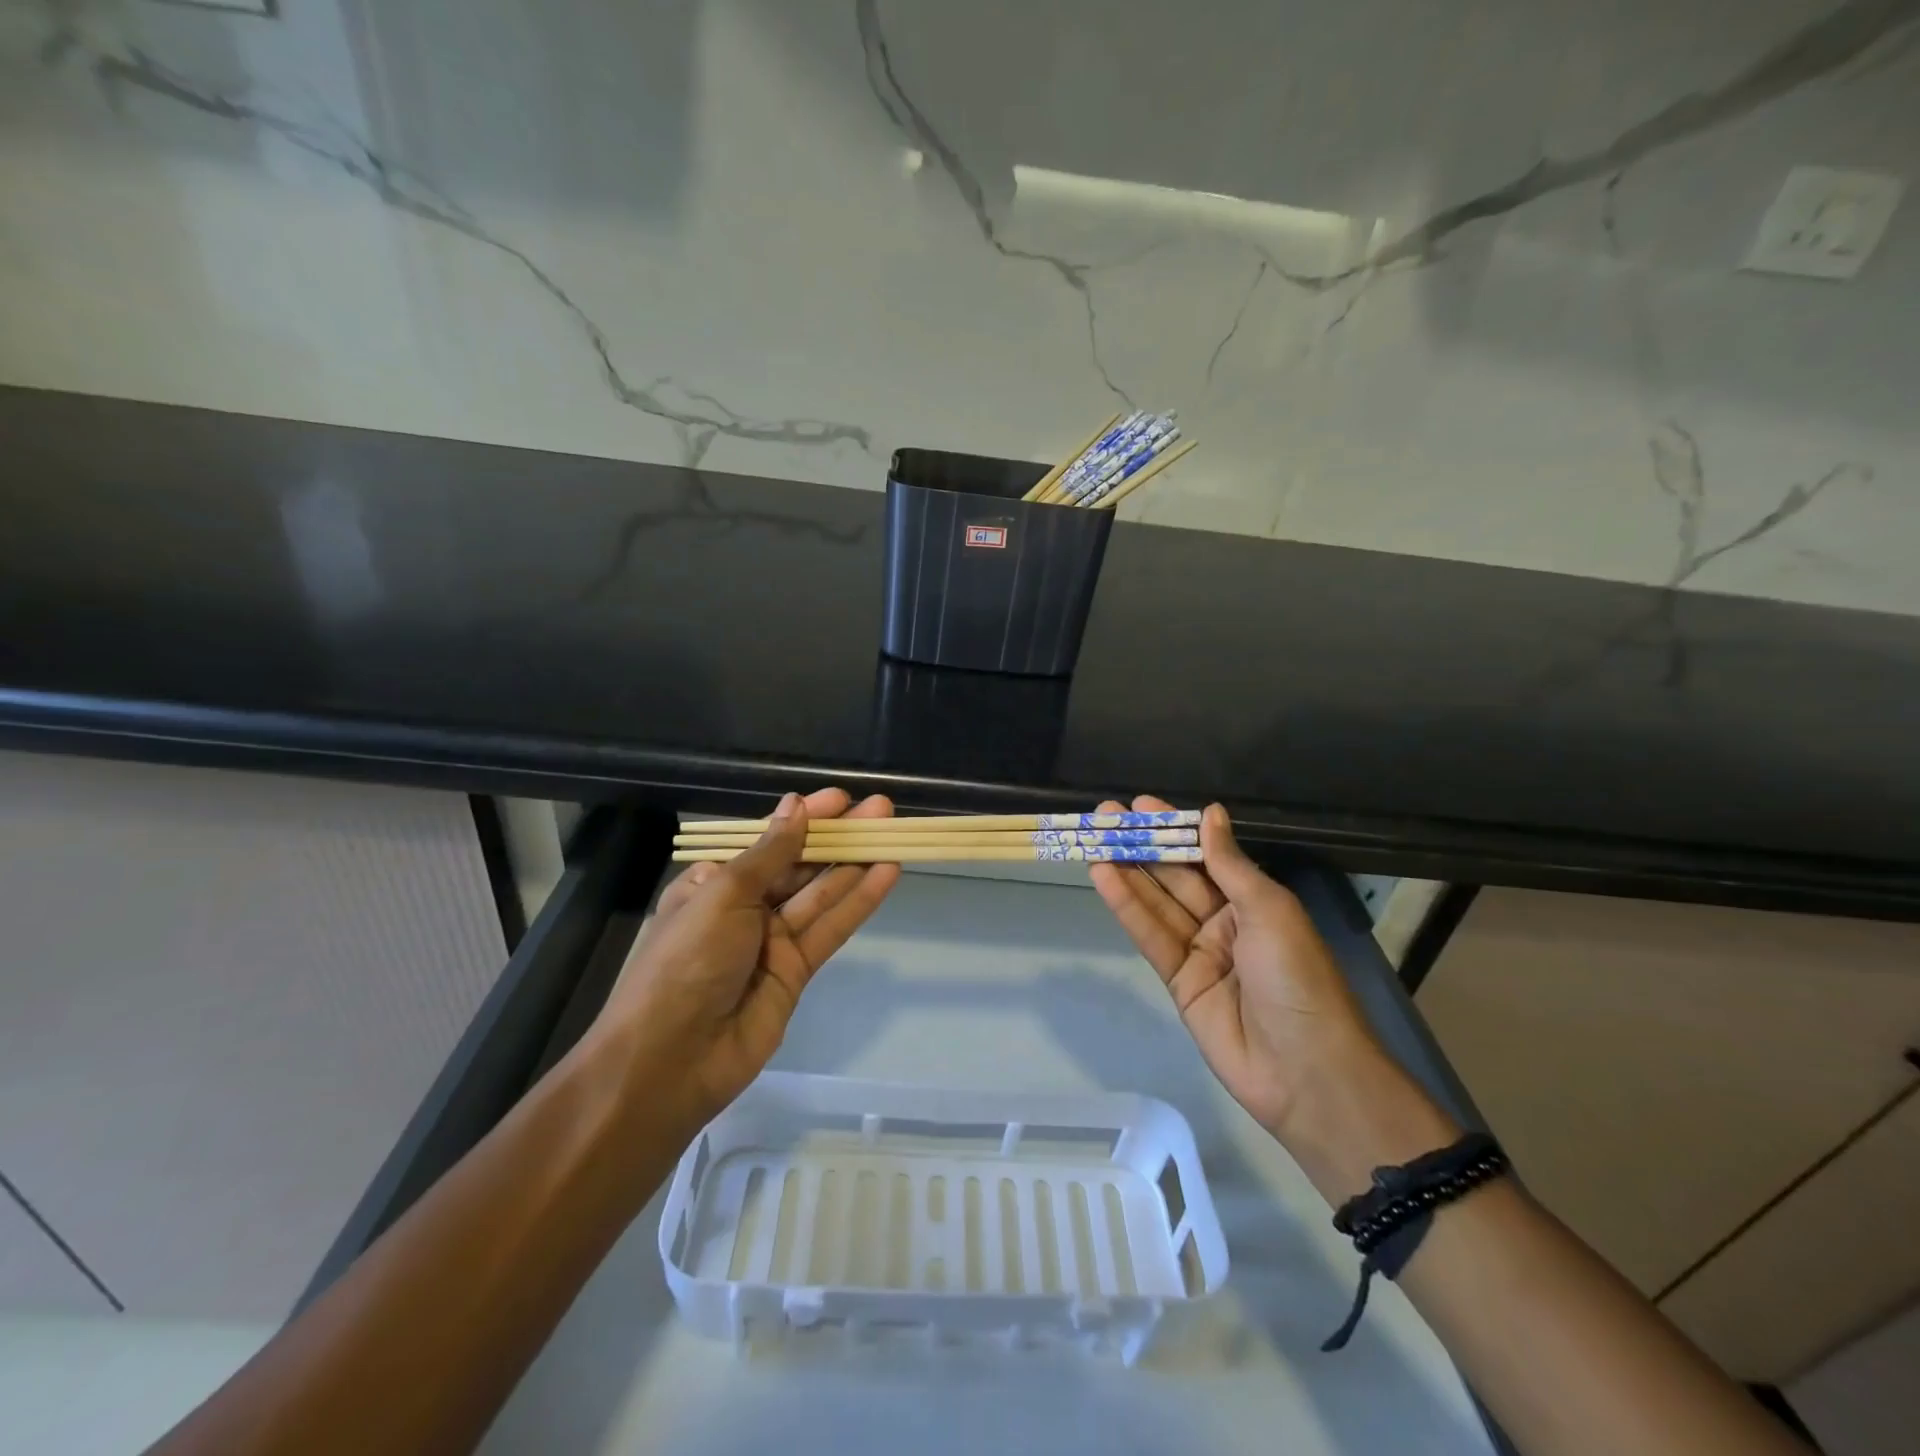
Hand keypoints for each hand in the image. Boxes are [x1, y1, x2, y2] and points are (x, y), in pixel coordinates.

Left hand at [588, 788, 900, 1126]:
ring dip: (856, 863)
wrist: (671, 1060)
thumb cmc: (687, 961)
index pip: (768, 840)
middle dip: (838, 837)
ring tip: (893, 833)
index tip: (842, 799)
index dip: (805, 818)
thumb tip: (795, 807)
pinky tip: (886, 874)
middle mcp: (743, 908)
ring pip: (821, 894)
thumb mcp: (724, 895)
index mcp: (714, 883)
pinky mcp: (797, 972)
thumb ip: (770, 853)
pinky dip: (859, 902)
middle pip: (799, 865)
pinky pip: (831, 928)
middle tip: (881, 810)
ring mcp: (772, 941)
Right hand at [1088, 795, 1380, 1142]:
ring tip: (1094, 838)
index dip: (1174, 830)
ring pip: (1157, 903)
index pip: (1207, 856)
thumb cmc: (1297, 977)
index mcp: (1256, 902)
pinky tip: (1103, 877)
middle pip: (1176, 877)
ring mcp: (1200, 952)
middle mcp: (1226, 922)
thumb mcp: (1270, 910)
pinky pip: (1150, 936)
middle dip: (1143, 845)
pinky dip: (1126, 907)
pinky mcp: (1178, 982)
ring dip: (1126, 871)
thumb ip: (1229, 864)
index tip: (1141, 804)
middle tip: (1106, 814)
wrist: (1306, 1071)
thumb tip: (1210, 813)